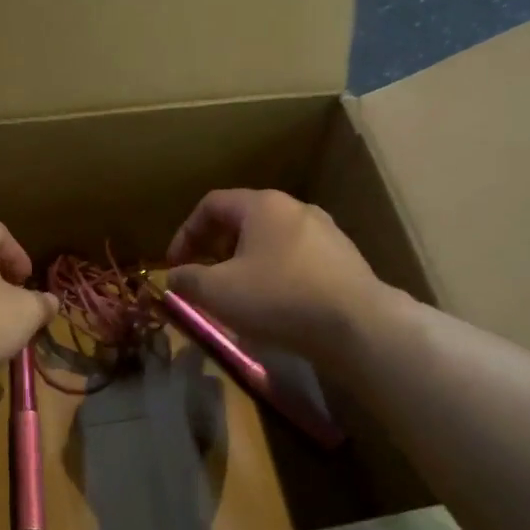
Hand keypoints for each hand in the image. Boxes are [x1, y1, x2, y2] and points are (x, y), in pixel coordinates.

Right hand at [165, 189, 388, 364]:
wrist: (356, 325)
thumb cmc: (278, 298)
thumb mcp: (217, 292)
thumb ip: (187, 280)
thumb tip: (173, 276)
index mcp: (262, 205)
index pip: (212, 205)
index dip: (185, 233)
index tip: (175, 266)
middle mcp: (296, 209)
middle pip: (243, 221)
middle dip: (215, 249)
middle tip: (204, 279)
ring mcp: (325, 232)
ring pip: (271, 241)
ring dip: (246, 263)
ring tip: (237, 295)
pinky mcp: (344, 259)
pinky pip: (297, 260)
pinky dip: (275, 275)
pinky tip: (275, 305)